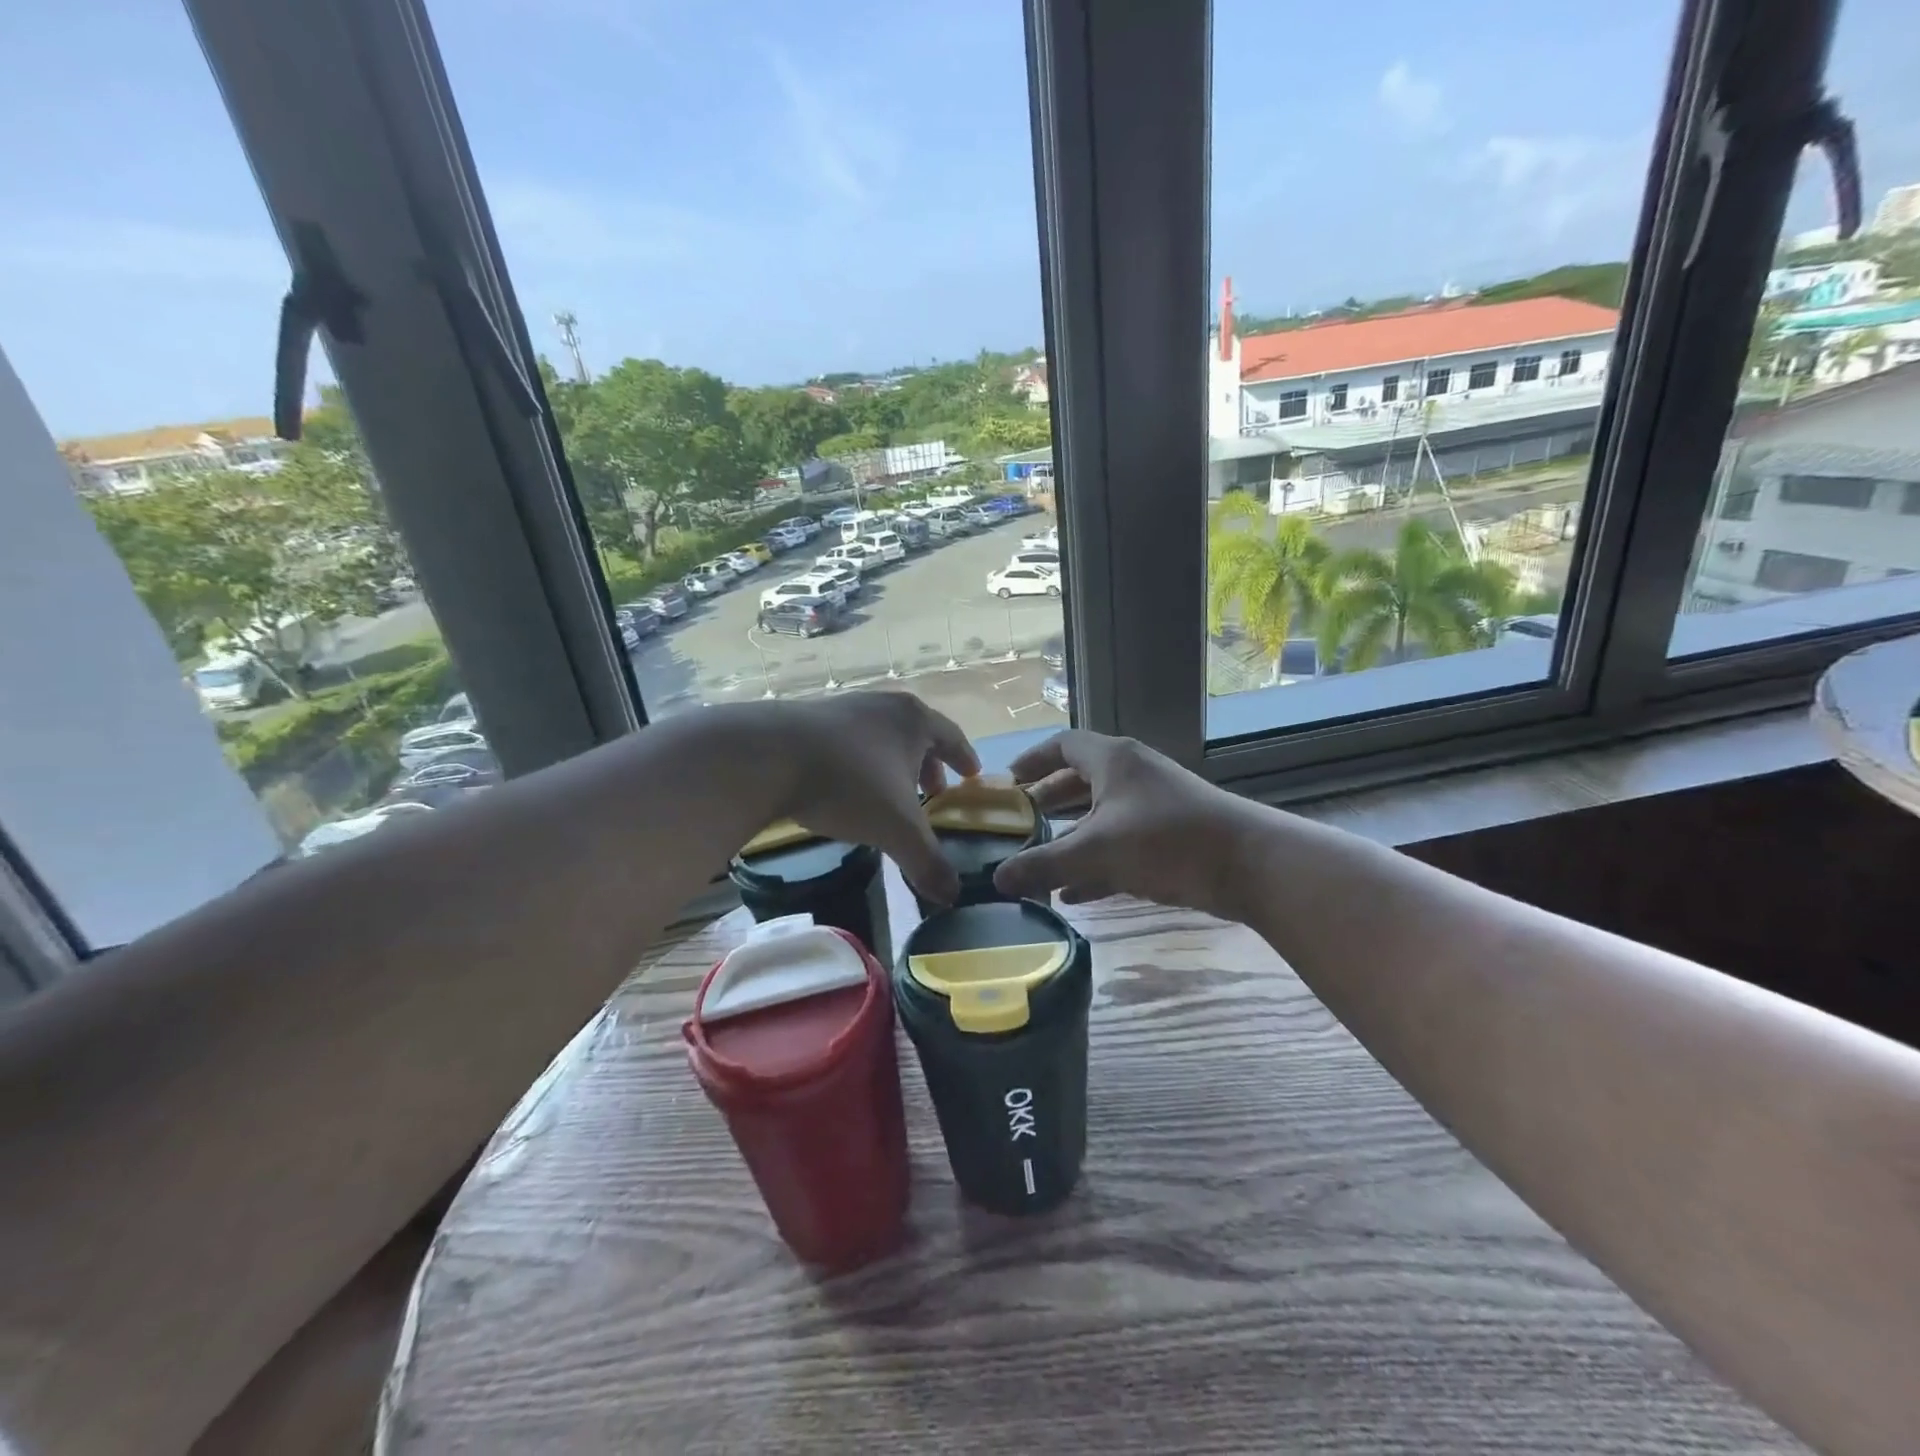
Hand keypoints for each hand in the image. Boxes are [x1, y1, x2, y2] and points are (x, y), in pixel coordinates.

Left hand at [766, 692, 979, 905]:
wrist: (769, 756)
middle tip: (934, 790)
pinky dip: (860, 761)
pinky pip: (849, 740)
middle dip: (928, 764)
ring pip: (881, 736)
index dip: (965, 759)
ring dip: (892, 762)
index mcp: (914, 721)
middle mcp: (884, 705)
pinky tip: (848, 787)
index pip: (952, 738)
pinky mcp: (810, 717)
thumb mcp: (896, 829)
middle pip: (916, 733)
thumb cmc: (849, 784)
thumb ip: (927, 862)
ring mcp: (845, 707)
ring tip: (891, 792)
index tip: (972, 775)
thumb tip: (953, 896)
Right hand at [992, 731, 1264, 918]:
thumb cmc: (1166, 840)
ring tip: (1037, 860)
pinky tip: (1073, 894)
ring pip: (1100, 816)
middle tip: (1018, 822)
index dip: (1032, 760)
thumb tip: (997, 878)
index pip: (1062, 745)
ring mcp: (1152, 806)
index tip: (1007, 782)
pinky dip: (1096, 864)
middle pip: (1080, 780)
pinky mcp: (1168, 838)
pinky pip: (1120, 845)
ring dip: (1070, 836)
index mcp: (1113, 760)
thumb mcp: (1097, 850)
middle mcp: (1131, 775)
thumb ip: (1045, 863)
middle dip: (1048, 801)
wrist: (1248, 865)